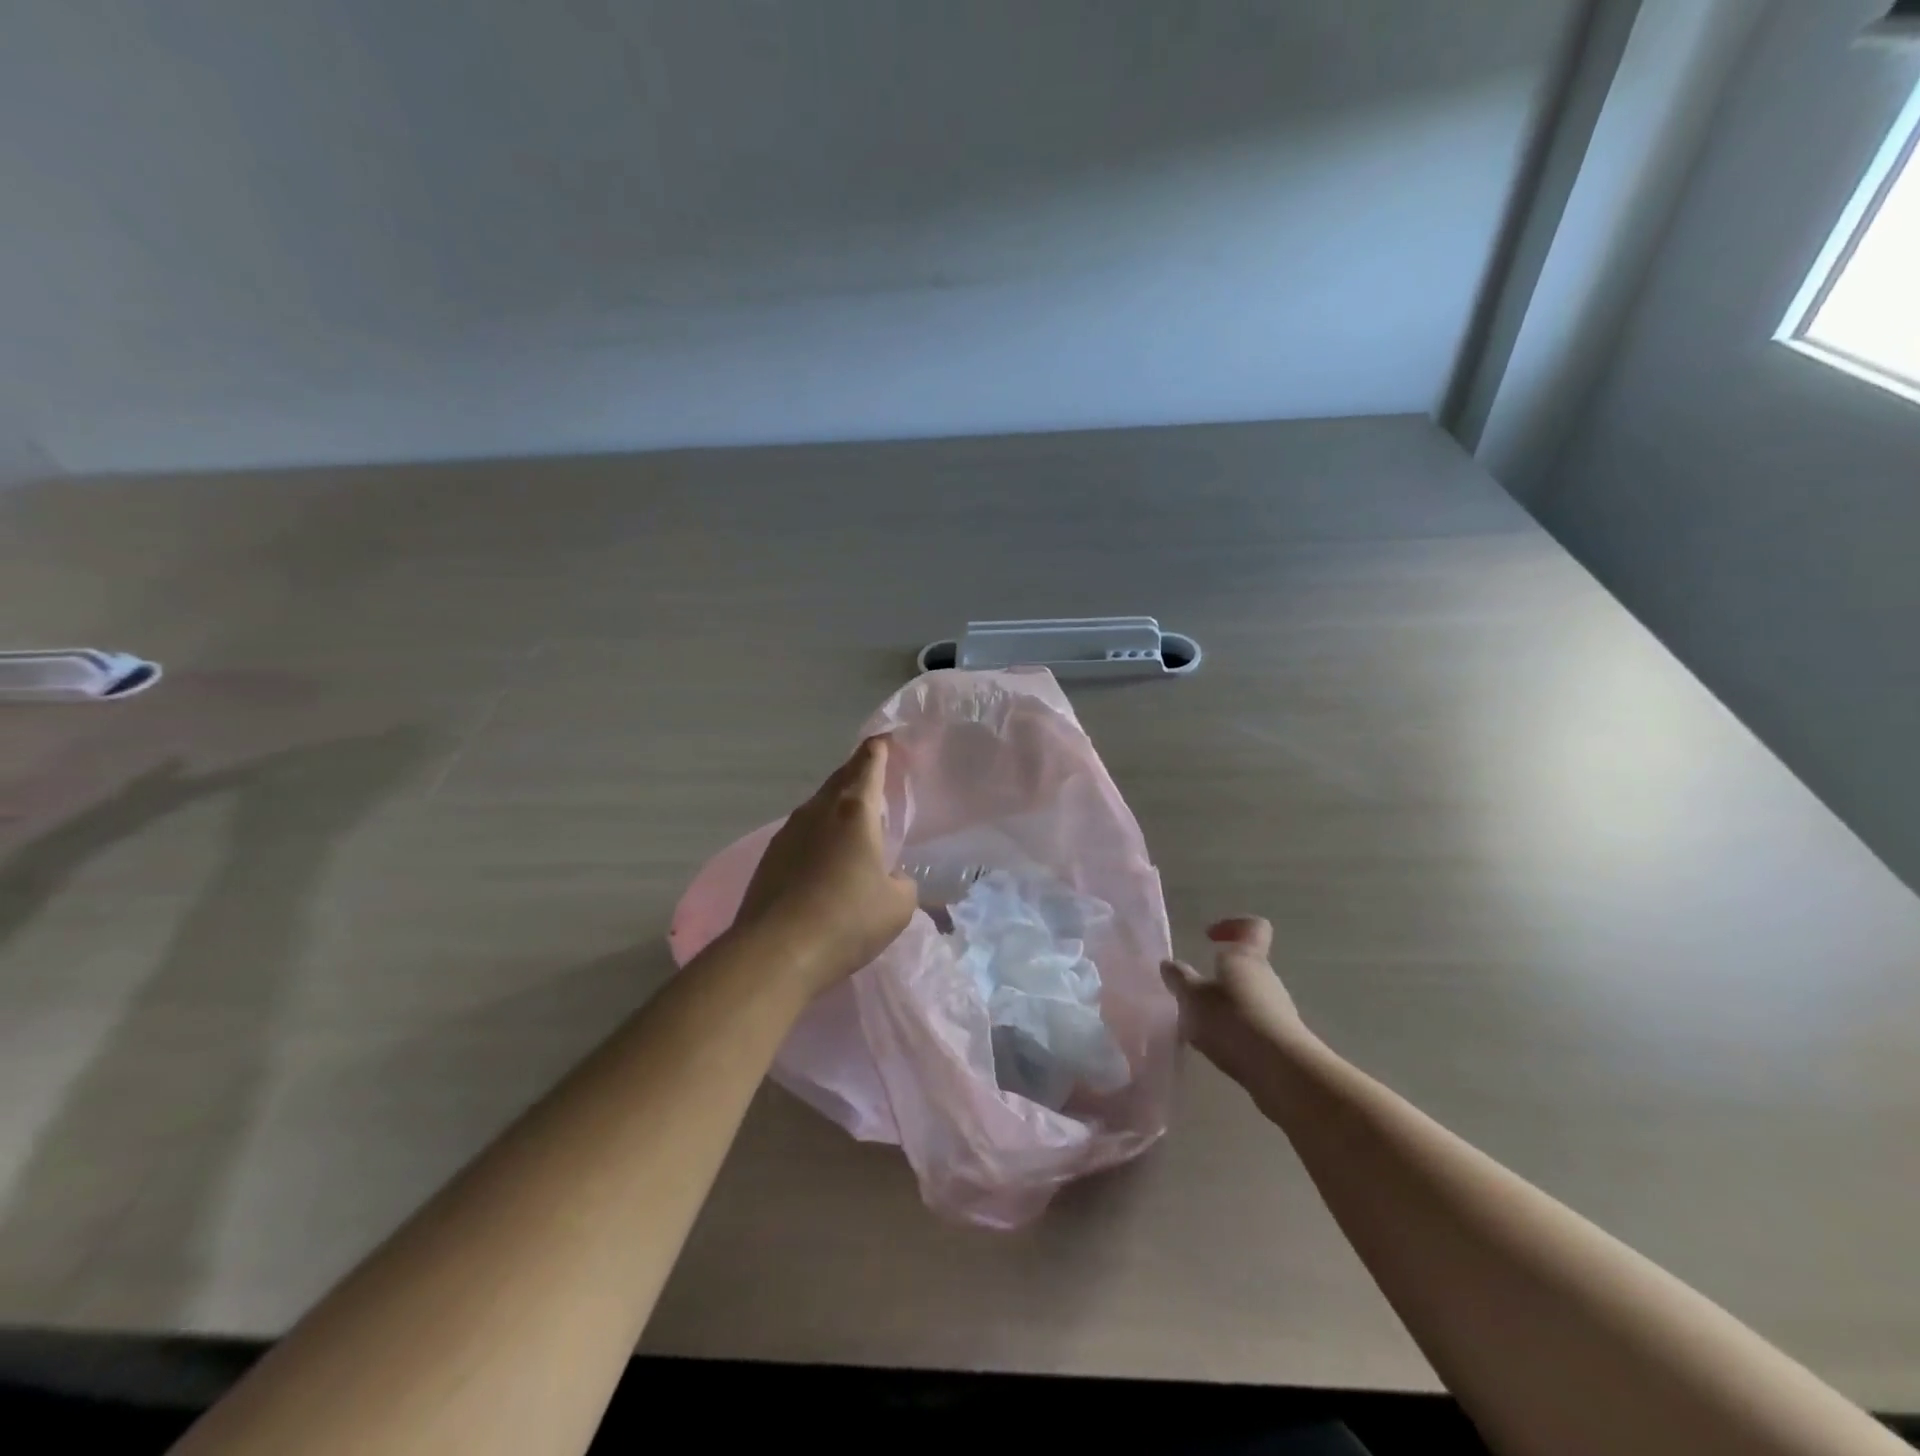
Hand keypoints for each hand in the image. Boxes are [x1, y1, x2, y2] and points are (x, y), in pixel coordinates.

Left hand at [732, 735, 918, 996]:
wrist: (776, 952)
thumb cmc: (848, 919)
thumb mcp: (898, 905)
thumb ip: (902, 883)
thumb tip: (891, 879)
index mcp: (854, 811)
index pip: (868, 764)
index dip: (879, 748)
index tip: (886, 738)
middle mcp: (817, 812)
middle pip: (839, 779)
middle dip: (858, 771)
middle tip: (873, 771)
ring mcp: (787, 834)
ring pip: (817, 806)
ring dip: (835, 804)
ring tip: (851, 817)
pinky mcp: (769, 859)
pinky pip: (800, 833)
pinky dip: (817, 833)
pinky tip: (823, 855)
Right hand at [1161, 917, 1311, 1090]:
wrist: (1281, 1071)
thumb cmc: (1232, 1019)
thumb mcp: (1192, 997)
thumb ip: (1179, 979)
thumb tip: (1169, 964)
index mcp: (1246, 958)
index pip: (1253, 927)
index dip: (1232, 926)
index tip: (1210, 937)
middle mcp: (1267, 978)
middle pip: (1245, 966)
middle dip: (1218, 976)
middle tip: (1193, 992)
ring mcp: (1278, 1010)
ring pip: (1247, 997)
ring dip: (1224, 1006)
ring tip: (1200, 1025)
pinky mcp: (1280, 1039)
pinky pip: (1252, 1024)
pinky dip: (1234, 1030)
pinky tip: (1218, 1047)